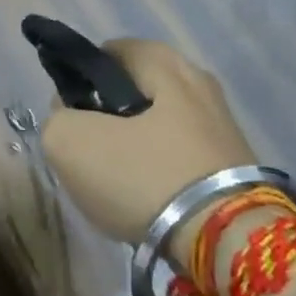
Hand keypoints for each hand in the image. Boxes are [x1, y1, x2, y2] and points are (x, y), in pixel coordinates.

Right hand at [42, 39, 255, 250]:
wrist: (231, 242)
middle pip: (138, 89)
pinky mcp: (238, 164)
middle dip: (112, 114)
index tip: (73, 116)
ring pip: (162, 124)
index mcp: (161, 60)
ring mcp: (223, 123)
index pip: (108, 53)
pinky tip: (153, 198)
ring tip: (121, 181)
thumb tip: (69, 116)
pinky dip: (165, 170)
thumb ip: (57, 118)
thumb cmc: (145, 175)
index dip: (81, 81)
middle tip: (95, 149)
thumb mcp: (70, 143)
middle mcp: (197, 79)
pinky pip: (184, 155)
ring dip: (139, 145)